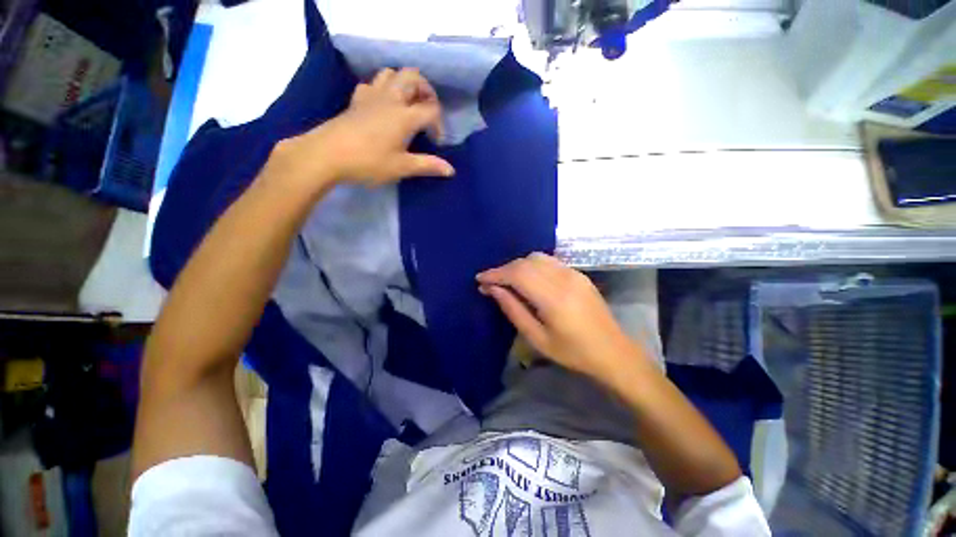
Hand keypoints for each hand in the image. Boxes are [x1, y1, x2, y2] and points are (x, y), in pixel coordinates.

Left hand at [274, 68, 454, 194]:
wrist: (327, 154)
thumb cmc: (368, 162)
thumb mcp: (402, 168)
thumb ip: (428, 166)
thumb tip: (451, 170)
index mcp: (404, 116)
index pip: (431, 109)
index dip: (439, 125)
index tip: (436, 143)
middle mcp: (390, 99)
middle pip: (413, 77)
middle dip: (426, 90)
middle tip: (428, 111)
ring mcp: (371, 96)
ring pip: (392, 73)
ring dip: (405, 84)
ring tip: (409, 104)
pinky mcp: (357, 100)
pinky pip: (373, 83)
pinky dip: (383, 88)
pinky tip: (383, 105)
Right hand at [476, 253, 650, 387]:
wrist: (613, 352)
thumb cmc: (573, 353)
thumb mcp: (537, 338)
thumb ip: (513, 310)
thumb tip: (493, 289)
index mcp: (553, 298)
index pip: (518, 274)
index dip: (496, 274)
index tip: (479, 278)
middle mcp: (564, 279)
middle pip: (526, 262)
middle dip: (504, 269)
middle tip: (491, 282)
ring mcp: (574, 273)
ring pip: (537, 257)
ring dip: (518, 265)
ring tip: (507, 280)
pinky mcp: (579, 274)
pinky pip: (549, 261)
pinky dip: (532, 265)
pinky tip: (528, 278)